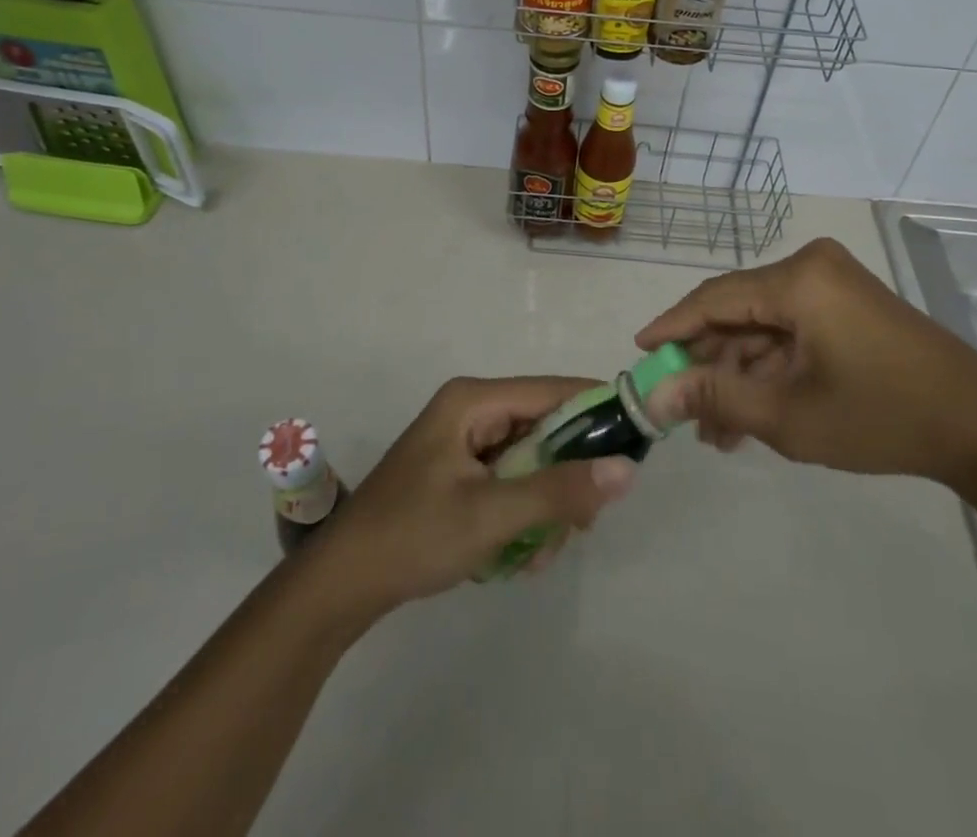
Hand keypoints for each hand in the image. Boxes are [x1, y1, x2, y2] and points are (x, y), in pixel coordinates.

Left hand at [304, 376, 636, 618]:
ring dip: (545, 506)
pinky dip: (523, 514)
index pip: (553, 391)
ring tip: (537, 554)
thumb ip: (560, 491)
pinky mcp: (461, 470)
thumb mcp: (492, 515)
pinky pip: (513, 480)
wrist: (341, 586)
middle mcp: (472, 409)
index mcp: (474, 400)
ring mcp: (465, 441)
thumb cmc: (413, 537)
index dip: (598, 411)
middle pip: (546, 427)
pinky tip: (517, 557)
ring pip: (533, 460)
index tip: (635, 445)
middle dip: (566, 478)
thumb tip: (627, 469)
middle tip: (580, 524)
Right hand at [636, 238, 976, 482]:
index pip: (714, 298)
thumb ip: (717, 399)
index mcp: (797, 280)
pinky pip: (791, 331)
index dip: (672, 327)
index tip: (639, 352)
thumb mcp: (789, 415)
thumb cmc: (881, 415)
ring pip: (763, 327)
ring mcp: (831, 286)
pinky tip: (751, 415)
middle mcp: (810, 268)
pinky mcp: (846, 306)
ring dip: (739, 375)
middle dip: (709, 365)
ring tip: (717, 432)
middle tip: (681, 412)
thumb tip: (655, 396)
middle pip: (738, 312)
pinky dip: (770, 369)